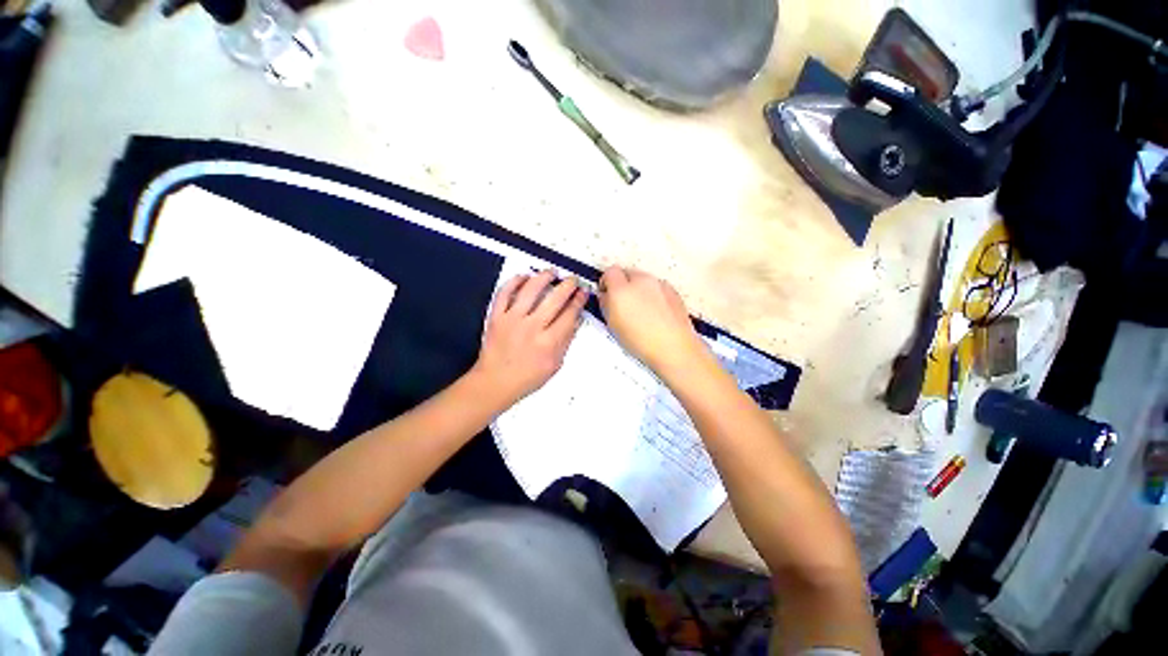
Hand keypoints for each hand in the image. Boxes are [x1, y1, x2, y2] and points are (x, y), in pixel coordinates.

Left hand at [471, 270, 587, 407]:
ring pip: (530, 290)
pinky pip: (504, 293)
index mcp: (549, 342)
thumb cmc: (527, 377)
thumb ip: (566, 341)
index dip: (579, 301)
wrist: (495, 382)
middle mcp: (532, 327)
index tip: (583, 293)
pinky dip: (514, 282)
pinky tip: (524, 276)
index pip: (569, 314)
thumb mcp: (554, 365)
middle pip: (554, 299)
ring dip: (543, 277)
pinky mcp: (496, 317)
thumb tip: (575, 319)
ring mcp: (512, 320)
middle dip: (567, 286)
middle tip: (572, 280)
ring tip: (551, 272)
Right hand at [597, 266, 711, 377]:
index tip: (606, 293)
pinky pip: (658, 287)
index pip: (610, 272)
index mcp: (622, 289)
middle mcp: (641, 281)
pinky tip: (656, 313)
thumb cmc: (641, 341)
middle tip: (623, 304)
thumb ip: (606, 305)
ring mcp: (659, 284)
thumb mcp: (613, 325)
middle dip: (623, 285)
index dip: (606, 283)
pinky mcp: (673, 291)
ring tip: (641, 311)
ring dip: (638, 289)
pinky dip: (654, 295)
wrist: (674, 348)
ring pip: (643, 280)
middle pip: (627, 273)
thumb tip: (606, 296)